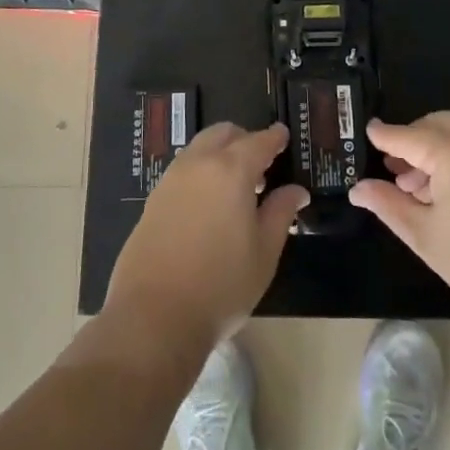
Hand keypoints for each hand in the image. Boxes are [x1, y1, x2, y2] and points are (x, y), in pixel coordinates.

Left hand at [105, 122, 309, 352]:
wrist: (153, 316)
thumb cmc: (221, 285)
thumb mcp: (264, 252)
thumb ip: (281, 213)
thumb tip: (296, 190)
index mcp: (231, 171)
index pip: (258, 141)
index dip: (274, 137)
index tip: (284, 136)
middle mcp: (198, 164)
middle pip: (224, 134)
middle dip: (244, 140)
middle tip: (261, 167)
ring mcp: (171, 180)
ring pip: (199, 149)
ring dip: (220, 155)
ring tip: (235, 190)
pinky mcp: (153, 200)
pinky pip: (183, 170)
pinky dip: (200, 172)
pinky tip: (208, 205)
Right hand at [351, 111, 449, 330]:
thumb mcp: (426, 236)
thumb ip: (389, 205)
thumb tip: (358, 189)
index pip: (407, 135)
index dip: (384, 135)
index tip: (367, 131)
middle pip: (435, 125)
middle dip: (411, 141)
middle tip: (393, 168)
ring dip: (435, 148)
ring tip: (419, 187)